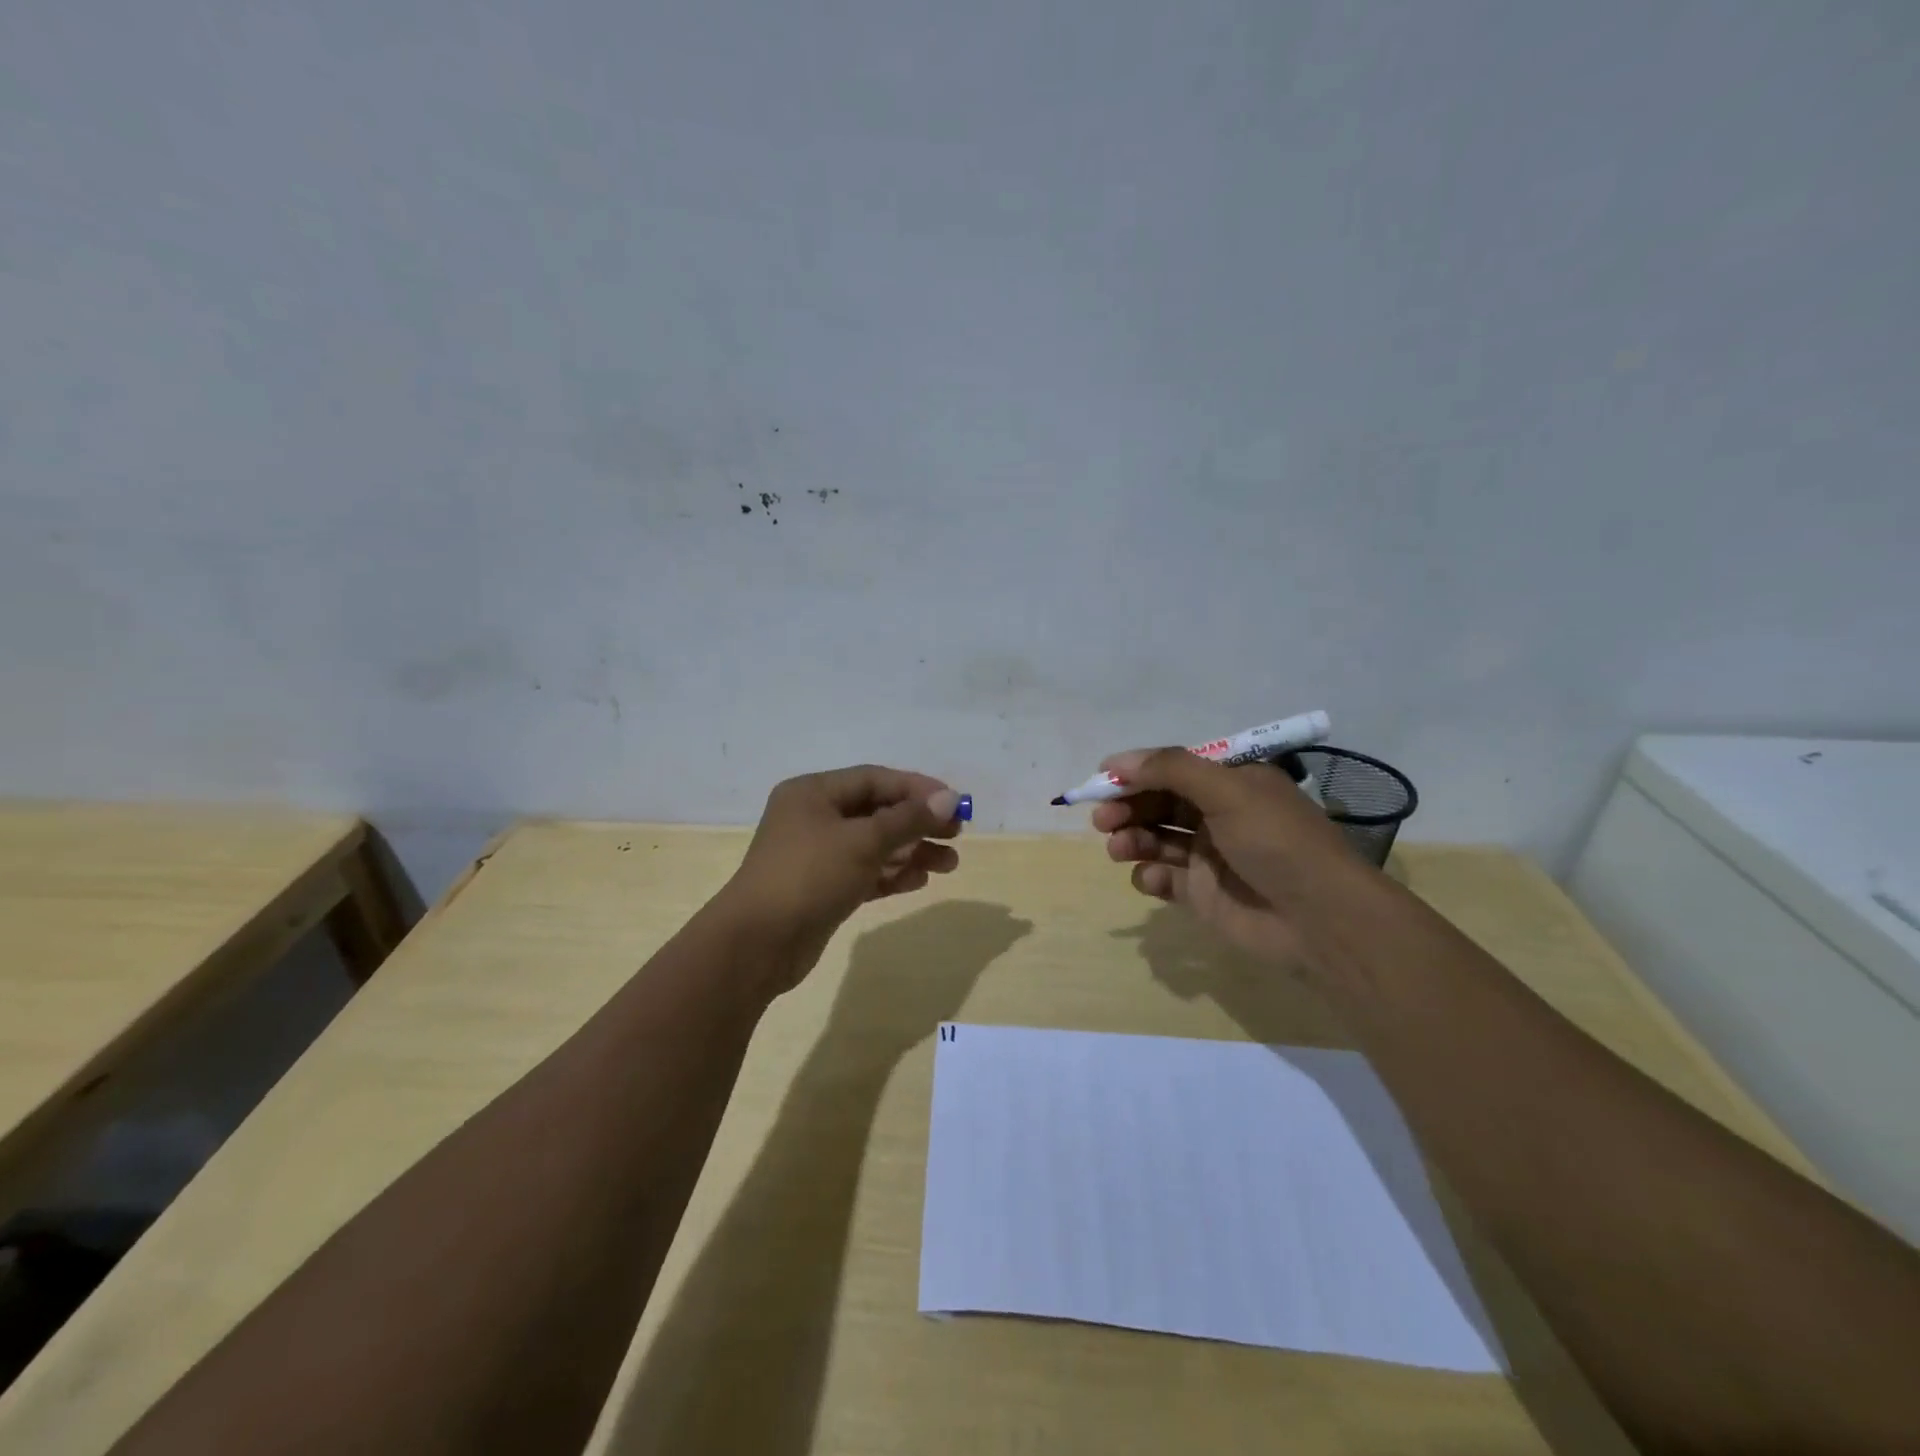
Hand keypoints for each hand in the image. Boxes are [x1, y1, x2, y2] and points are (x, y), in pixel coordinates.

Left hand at [719, 765, 964, 991]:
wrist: (757, 944)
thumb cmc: (808, 876)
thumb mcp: (862, 842)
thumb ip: (907, 819)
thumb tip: (949, 799)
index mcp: (813, 793)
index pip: (874, 779)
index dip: (916, 788)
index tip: (954, 803)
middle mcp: (814, 817)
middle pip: (877, 812)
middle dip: (917, 823)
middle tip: (956, 834)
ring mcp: (817, 855)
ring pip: (874, 845)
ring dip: (911, 851)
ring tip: (949, 865)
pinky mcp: (823, 888)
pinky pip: (865, 872)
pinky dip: (892, 874)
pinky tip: (920, 881)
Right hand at [1091, 748, 1369, 967]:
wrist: (1320, 919)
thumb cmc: (1277, 842)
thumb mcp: (1228, 791)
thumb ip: (1171, 770)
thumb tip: (1116, 760)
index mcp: (1231, 783)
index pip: (1172, 769)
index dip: (1137, 773)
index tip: (1101, 780)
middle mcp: (1218, 815)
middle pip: (1158, 803)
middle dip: (1128, 808)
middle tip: (1104, 820)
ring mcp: (1209, 856)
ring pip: (1155, 839)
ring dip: (1132, 839)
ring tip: (1118, 848)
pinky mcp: (1202, 894)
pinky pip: (1164, 878)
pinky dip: (1151, 875)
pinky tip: (1152, 878)